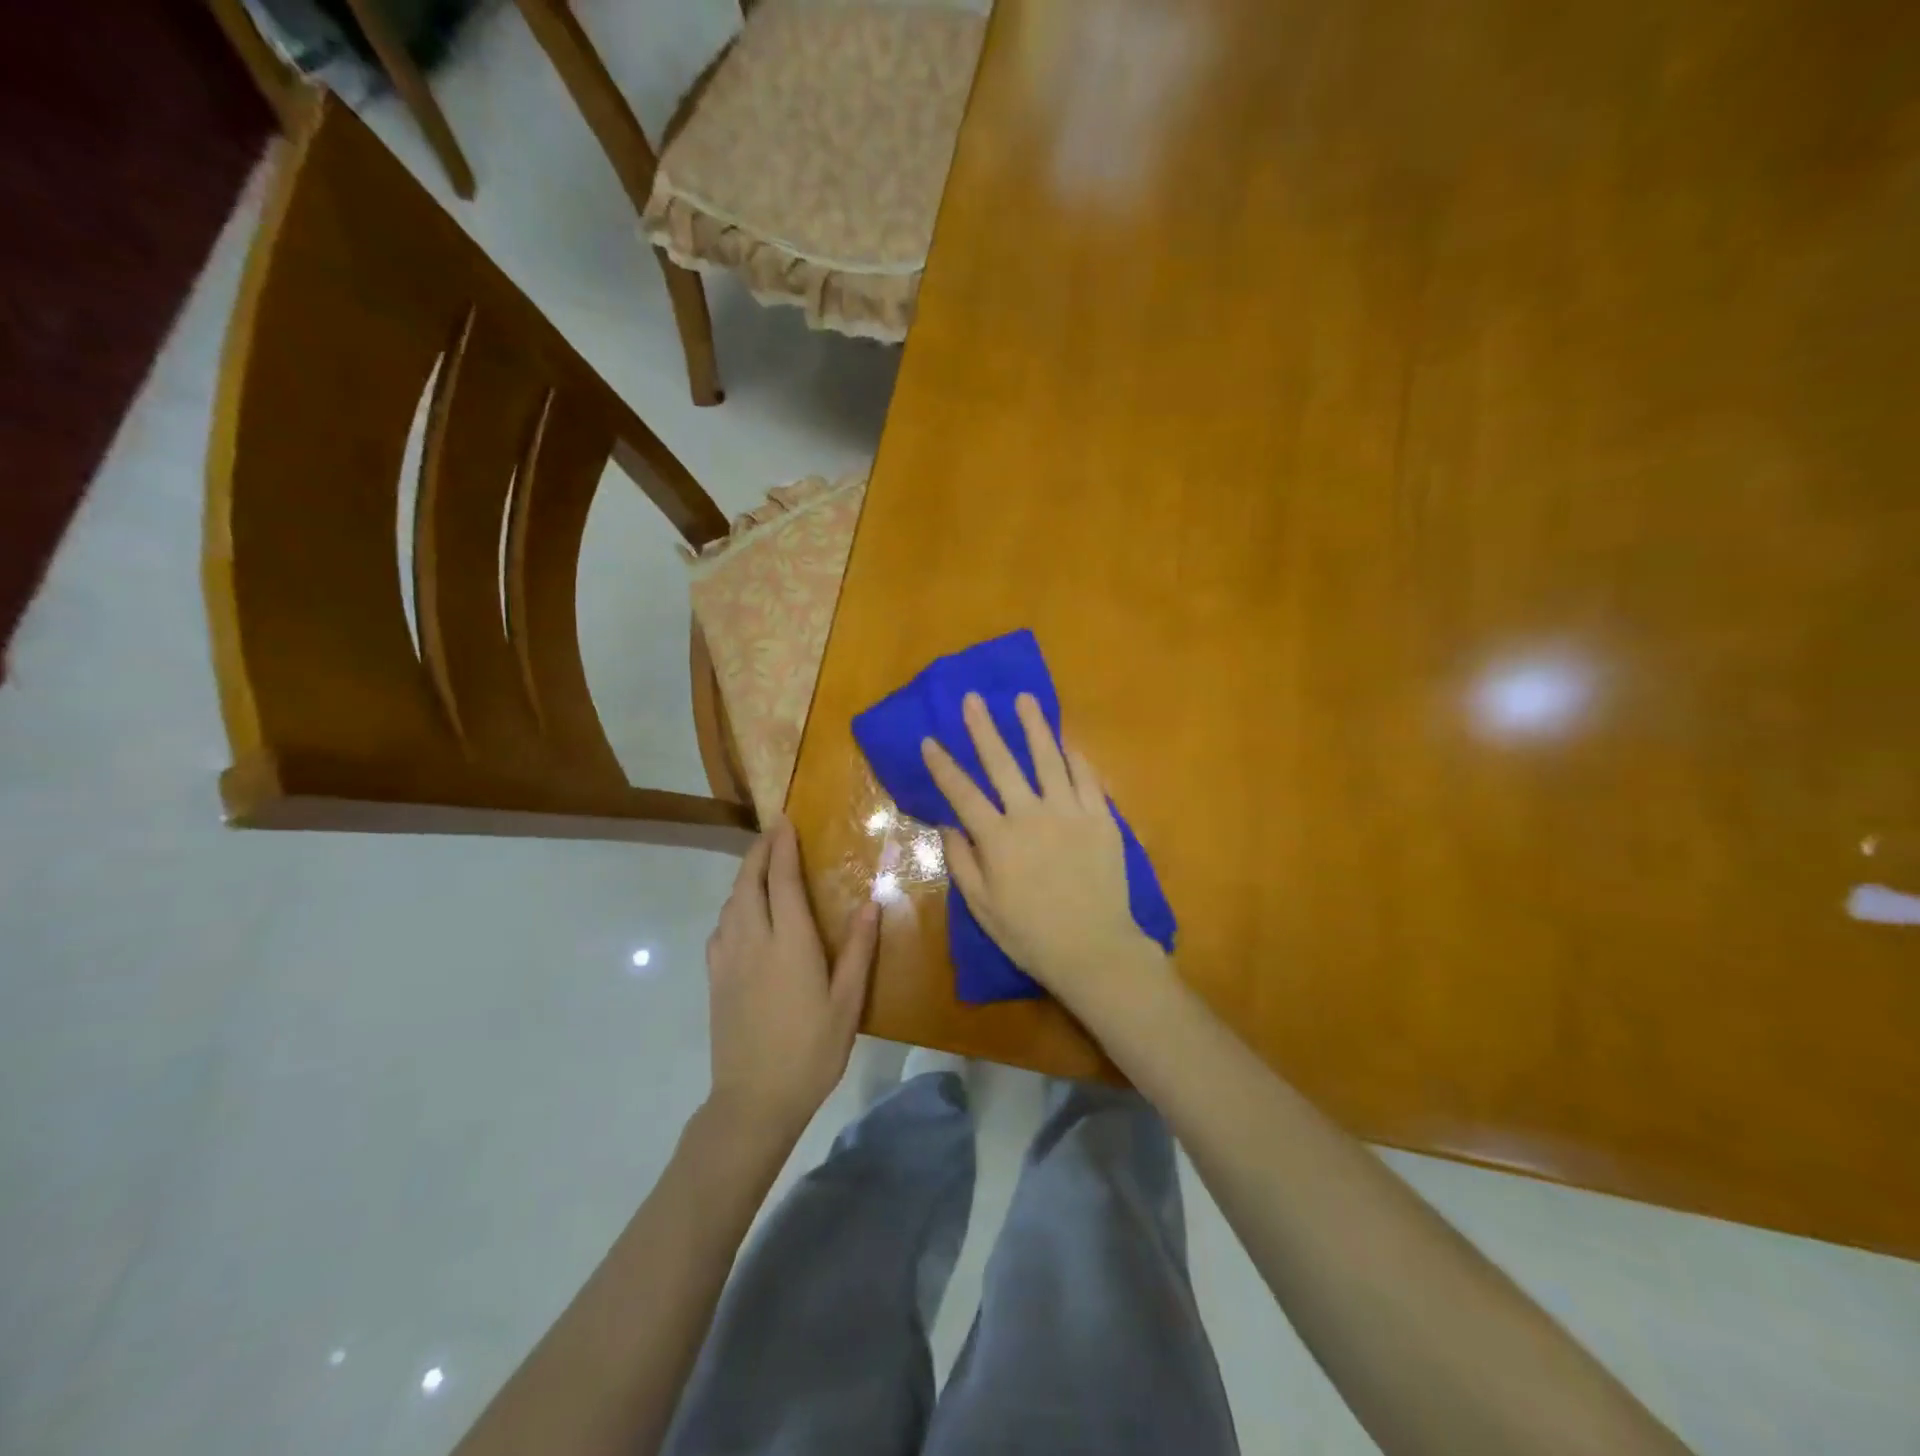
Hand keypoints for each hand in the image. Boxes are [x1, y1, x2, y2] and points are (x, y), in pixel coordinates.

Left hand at [705, 815, 879, 1137]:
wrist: (754, 1100)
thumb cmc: (811, 1050)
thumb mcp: (847, 1002)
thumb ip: (859, 949)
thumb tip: (871, 902)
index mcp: (789, 943)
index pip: (781, 881)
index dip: (782, 848)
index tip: (785, 822)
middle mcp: (753, 941)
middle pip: (748, 883)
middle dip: (759, 852)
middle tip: (772, 833)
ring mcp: (728, 959)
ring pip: (731, 903)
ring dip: (744, 876)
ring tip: (760, 865)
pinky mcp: (715, 978)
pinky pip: (721, 927)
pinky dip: (732, 906)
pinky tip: (741, 913)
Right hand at [921, 693, 1165, 1012]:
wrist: (1095, 948)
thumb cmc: (1031, 934)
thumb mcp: (983, 907)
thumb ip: (962, 862)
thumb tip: (946, 825)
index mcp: (997, 839)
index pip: (962, 793)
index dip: (943, 766)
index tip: (930, 740)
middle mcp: (1030, 815)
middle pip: (1002, 763)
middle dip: (984, 729)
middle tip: (973, 699)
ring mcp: (1069, 812)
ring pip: (1048, 759)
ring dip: (1034, 726)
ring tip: (1024, 699)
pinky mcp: (1101, 817)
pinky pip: (1087, 778)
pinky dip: (1075, 756)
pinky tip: (1066, 740)